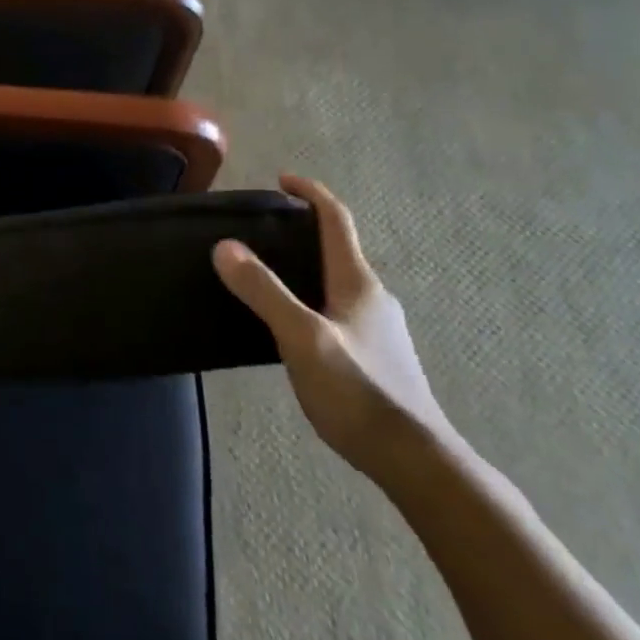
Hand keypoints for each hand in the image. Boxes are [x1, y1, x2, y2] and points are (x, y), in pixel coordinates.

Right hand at [213, 175, 453, 481]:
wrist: (415, 460)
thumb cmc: (358, 392)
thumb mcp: (302, 338)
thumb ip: (264, 291)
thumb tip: (225, 246)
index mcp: (359, 284)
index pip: (337, 221)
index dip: (310, 194)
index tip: (282, 180)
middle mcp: (373, 298)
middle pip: (338, 249)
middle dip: (303, 232)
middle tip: (260, 232)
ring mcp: (377, 329)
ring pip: (337, 283)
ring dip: (305, 268)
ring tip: (264, 276)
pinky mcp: (374, 356)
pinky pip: (337, 310)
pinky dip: (311, 298)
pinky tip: (289, 325)